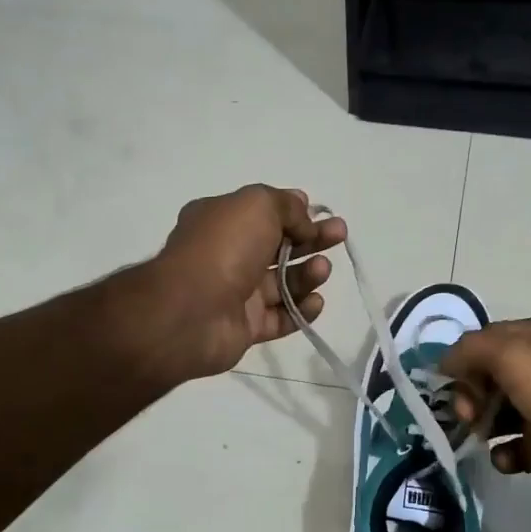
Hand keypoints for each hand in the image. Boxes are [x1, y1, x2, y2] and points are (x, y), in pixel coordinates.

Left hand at [152, 185, 346, 378]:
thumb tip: (305, 218)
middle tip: (340, 234)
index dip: (294, 213)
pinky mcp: (246, 327)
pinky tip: (316, 301)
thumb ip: (286, 206)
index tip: (319, 214)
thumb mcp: (257, 205)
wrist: (190, 311)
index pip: (264, 214)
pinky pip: (280, 317)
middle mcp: (228, 255)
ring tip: (322, 269)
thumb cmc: (223, 248)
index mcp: (222, 221)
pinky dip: (301, 310)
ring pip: (282, 283)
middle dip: (312, 239)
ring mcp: (236, 293)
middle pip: (279, 246)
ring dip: (308, 274)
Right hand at [441, 318, 530, 505]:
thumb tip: (444, 362)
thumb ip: (470, 350)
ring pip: (494, 414)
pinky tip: (506, 456)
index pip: (484, 342)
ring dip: (479, 425)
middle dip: (468, 394)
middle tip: (468, 413)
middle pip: (485, 378)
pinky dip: (502, 454)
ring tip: (480, 435)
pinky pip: (510, 449)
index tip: (449, 382)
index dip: (463, 360)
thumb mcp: (510, 354)